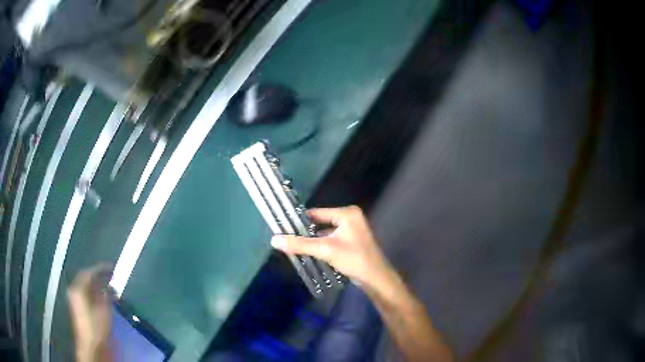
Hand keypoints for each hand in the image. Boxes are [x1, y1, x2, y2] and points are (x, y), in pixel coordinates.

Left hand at [67, 264, 112, 361]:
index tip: (111, 267)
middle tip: (110, 275)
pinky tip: (102, 296)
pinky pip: (85, 293)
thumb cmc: (97, 327)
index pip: (89, 272)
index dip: (100, 268)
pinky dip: (94, 292)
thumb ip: (107, 296)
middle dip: (98, 276)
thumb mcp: (105, 311)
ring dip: (96, 285)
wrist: (91, 345)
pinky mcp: (78, 307)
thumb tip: (111, 286)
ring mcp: (74, 299)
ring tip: (108, 285)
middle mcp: (74, 290)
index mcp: (78, 288)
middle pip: (85, 278)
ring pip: (85, 286)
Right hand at [271, 206, 392, 288]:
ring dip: (313, 241)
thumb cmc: (353, 259)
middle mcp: (350, 218)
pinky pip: (332, 240)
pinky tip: (309, 253)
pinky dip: (322, 246)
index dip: (300, 220)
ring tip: (294, 246)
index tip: (283, 227)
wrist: (375, 278)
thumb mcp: (325, 249)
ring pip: (326, 233)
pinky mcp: (352, 242)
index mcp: (347, 213)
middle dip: (306, 232)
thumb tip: (274, 240)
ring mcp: (352, 231)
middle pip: (321, 223)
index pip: (317, 213)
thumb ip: (300, 244)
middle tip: (287, 238)